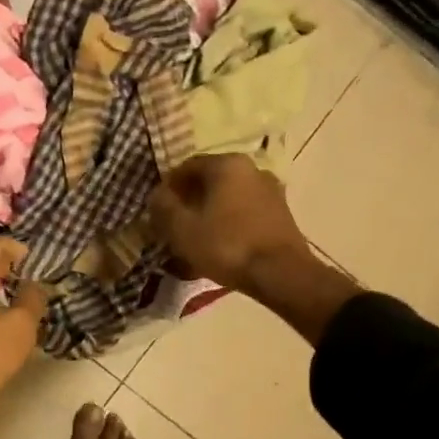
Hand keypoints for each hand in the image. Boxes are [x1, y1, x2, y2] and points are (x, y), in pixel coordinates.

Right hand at [149, 154, 313, 291]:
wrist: (281, 273)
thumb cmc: (226, 245)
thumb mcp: (181, 228)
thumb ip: (163, 206)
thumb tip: (157, 195)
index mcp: (226, 164)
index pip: (187, 167)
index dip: (168, 188)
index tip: (158, 210)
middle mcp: (251, 169)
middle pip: (210, 182)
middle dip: (189, 201)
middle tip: (175, 225)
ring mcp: (271, 190)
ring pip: (228, 198)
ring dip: (210, 213)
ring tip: (196, 239)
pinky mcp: (281, 213)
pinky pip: (245, 213)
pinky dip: (229, 224)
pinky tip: (220, 246)